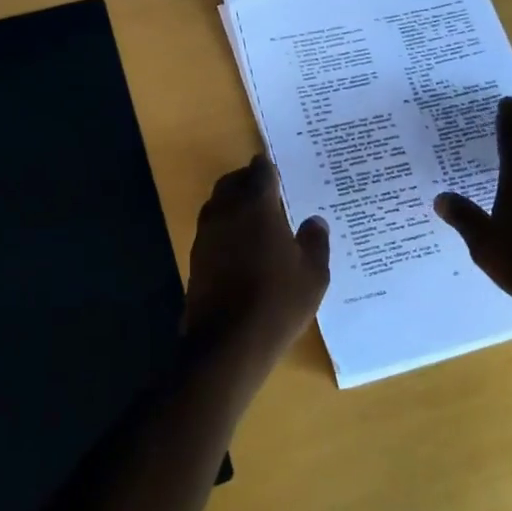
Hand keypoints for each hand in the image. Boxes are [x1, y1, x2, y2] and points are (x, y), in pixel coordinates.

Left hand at [186, 156, 330, 377]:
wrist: (228, 342)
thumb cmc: (277, 301)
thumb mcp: (313, 274)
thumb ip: (315, 242)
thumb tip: (315, 221)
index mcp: (256, 206)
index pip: (260, 172)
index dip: (269, 168)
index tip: (277, 170)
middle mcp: (226, 211)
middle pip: (233, 182)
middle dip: (248, 181)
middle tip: (268, 190)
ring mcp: (206, 234)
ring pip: (218, 204)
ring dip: (233, 203)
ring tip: (256, 217)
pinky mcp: (196, 257)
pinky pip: (212, 229)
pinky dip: (226, 227)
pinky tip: (242, 245)